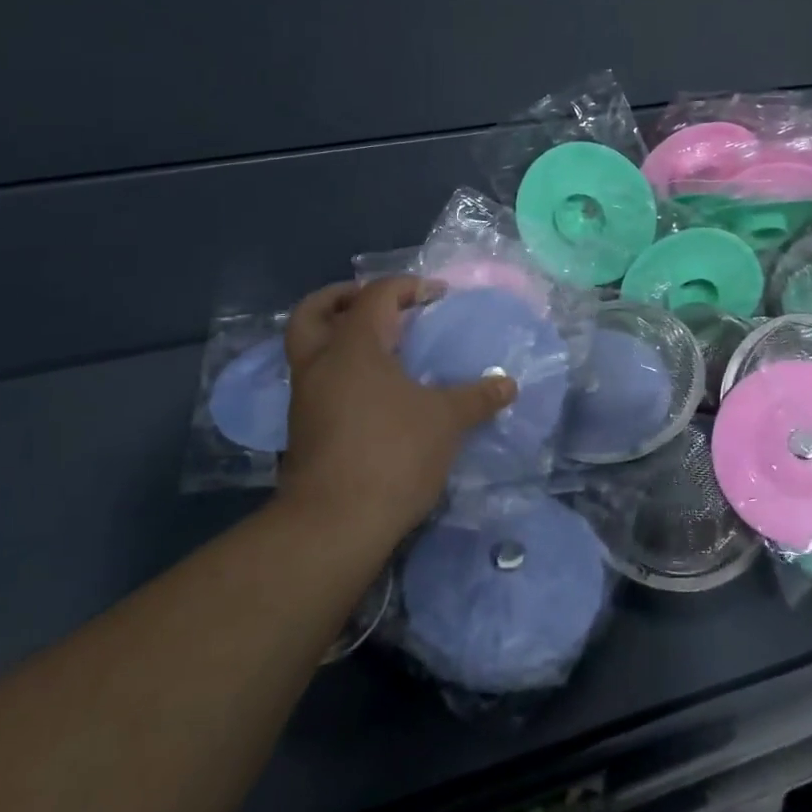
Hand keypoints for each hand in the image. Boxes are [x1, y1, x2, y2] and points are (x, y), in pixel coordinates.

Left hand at [278, 278, 514, 547]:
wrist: (334, 525)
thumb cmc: (392, 454)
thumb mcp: (446, 421)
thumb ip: (477, 397)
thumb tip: (508, 384)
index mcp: (353, 347)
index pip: (375, 295)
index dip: (408, 287)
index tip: (438, 297)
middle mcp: (320, 364)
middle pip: (313, 312)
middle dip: (342, 298)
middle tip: (377, 303)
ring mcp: (305, 399)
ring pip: (308, 348)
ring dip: (337, 336)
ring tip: (380, 347)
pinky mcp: (303, 430)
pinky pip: (316, 381)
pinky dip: (339, 371)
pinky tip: (373, 390)